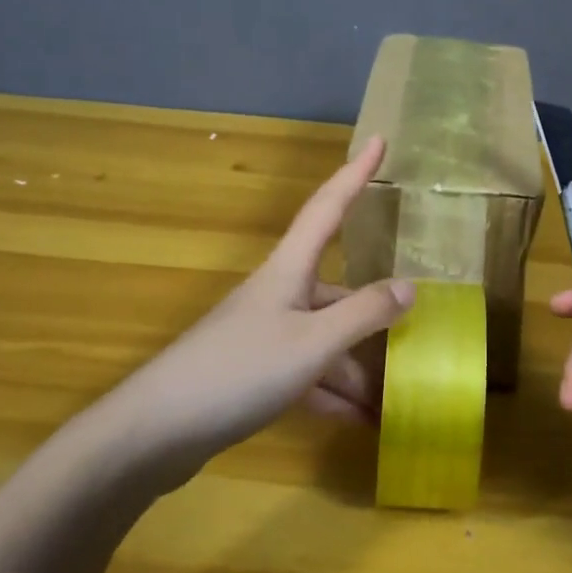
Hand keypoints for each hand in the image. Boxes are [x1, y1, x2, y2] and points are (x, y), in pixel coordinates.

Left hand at [93, 136, 412, 489]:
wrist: (155, 432)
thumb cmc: (238, 371)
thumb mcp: (312, 342)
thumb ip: (363, 313)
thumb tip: (410, 287)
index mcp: (289, 270)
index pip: (328, 207)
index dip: (355, 173)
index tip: (378, 140)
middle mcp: (279, 295)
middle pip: (338, 292)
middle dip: (375, 317)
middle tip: (417, 335)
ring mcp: (264, 335)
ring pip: (325, 340)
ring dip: (357, 369)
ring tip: (394, 400)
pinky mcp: (253, 373)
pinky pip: (306, 374)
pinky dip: (332, 393)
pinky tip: (359, 421)